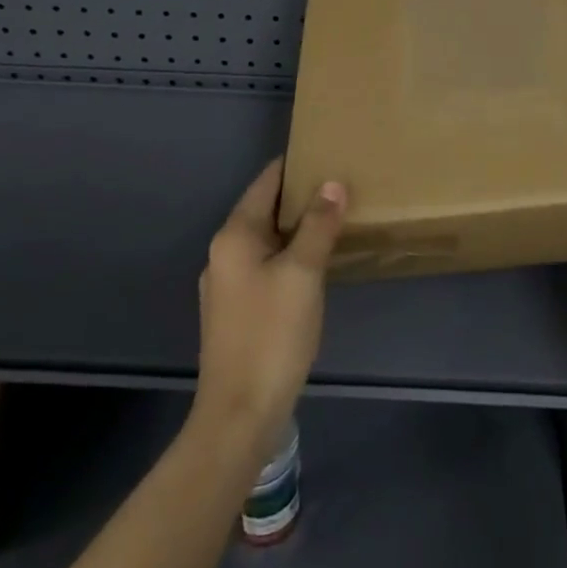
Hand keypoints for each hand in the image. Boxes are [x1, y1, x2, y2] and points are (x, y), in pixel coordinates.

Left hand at [193, 159, 346, 460]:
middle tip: (342, 186)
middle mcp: (224, 252)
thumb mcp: (303, 273)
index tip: (329, 152)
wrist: (239, 415)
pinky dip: (290, 254)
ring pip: (267, 239)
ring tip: (336, 219)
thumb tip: (332, 183)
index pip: (266, 181)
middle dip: (301, 196)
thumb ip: (319, 224)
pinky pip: (265, 265)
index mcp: (234, 235)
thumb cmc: (272, 334)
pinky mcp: (235, 310)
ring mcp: (226, 284)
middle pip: (265, 209)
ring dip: (297, 228)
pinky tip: (316, 264)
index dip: (297, 165)